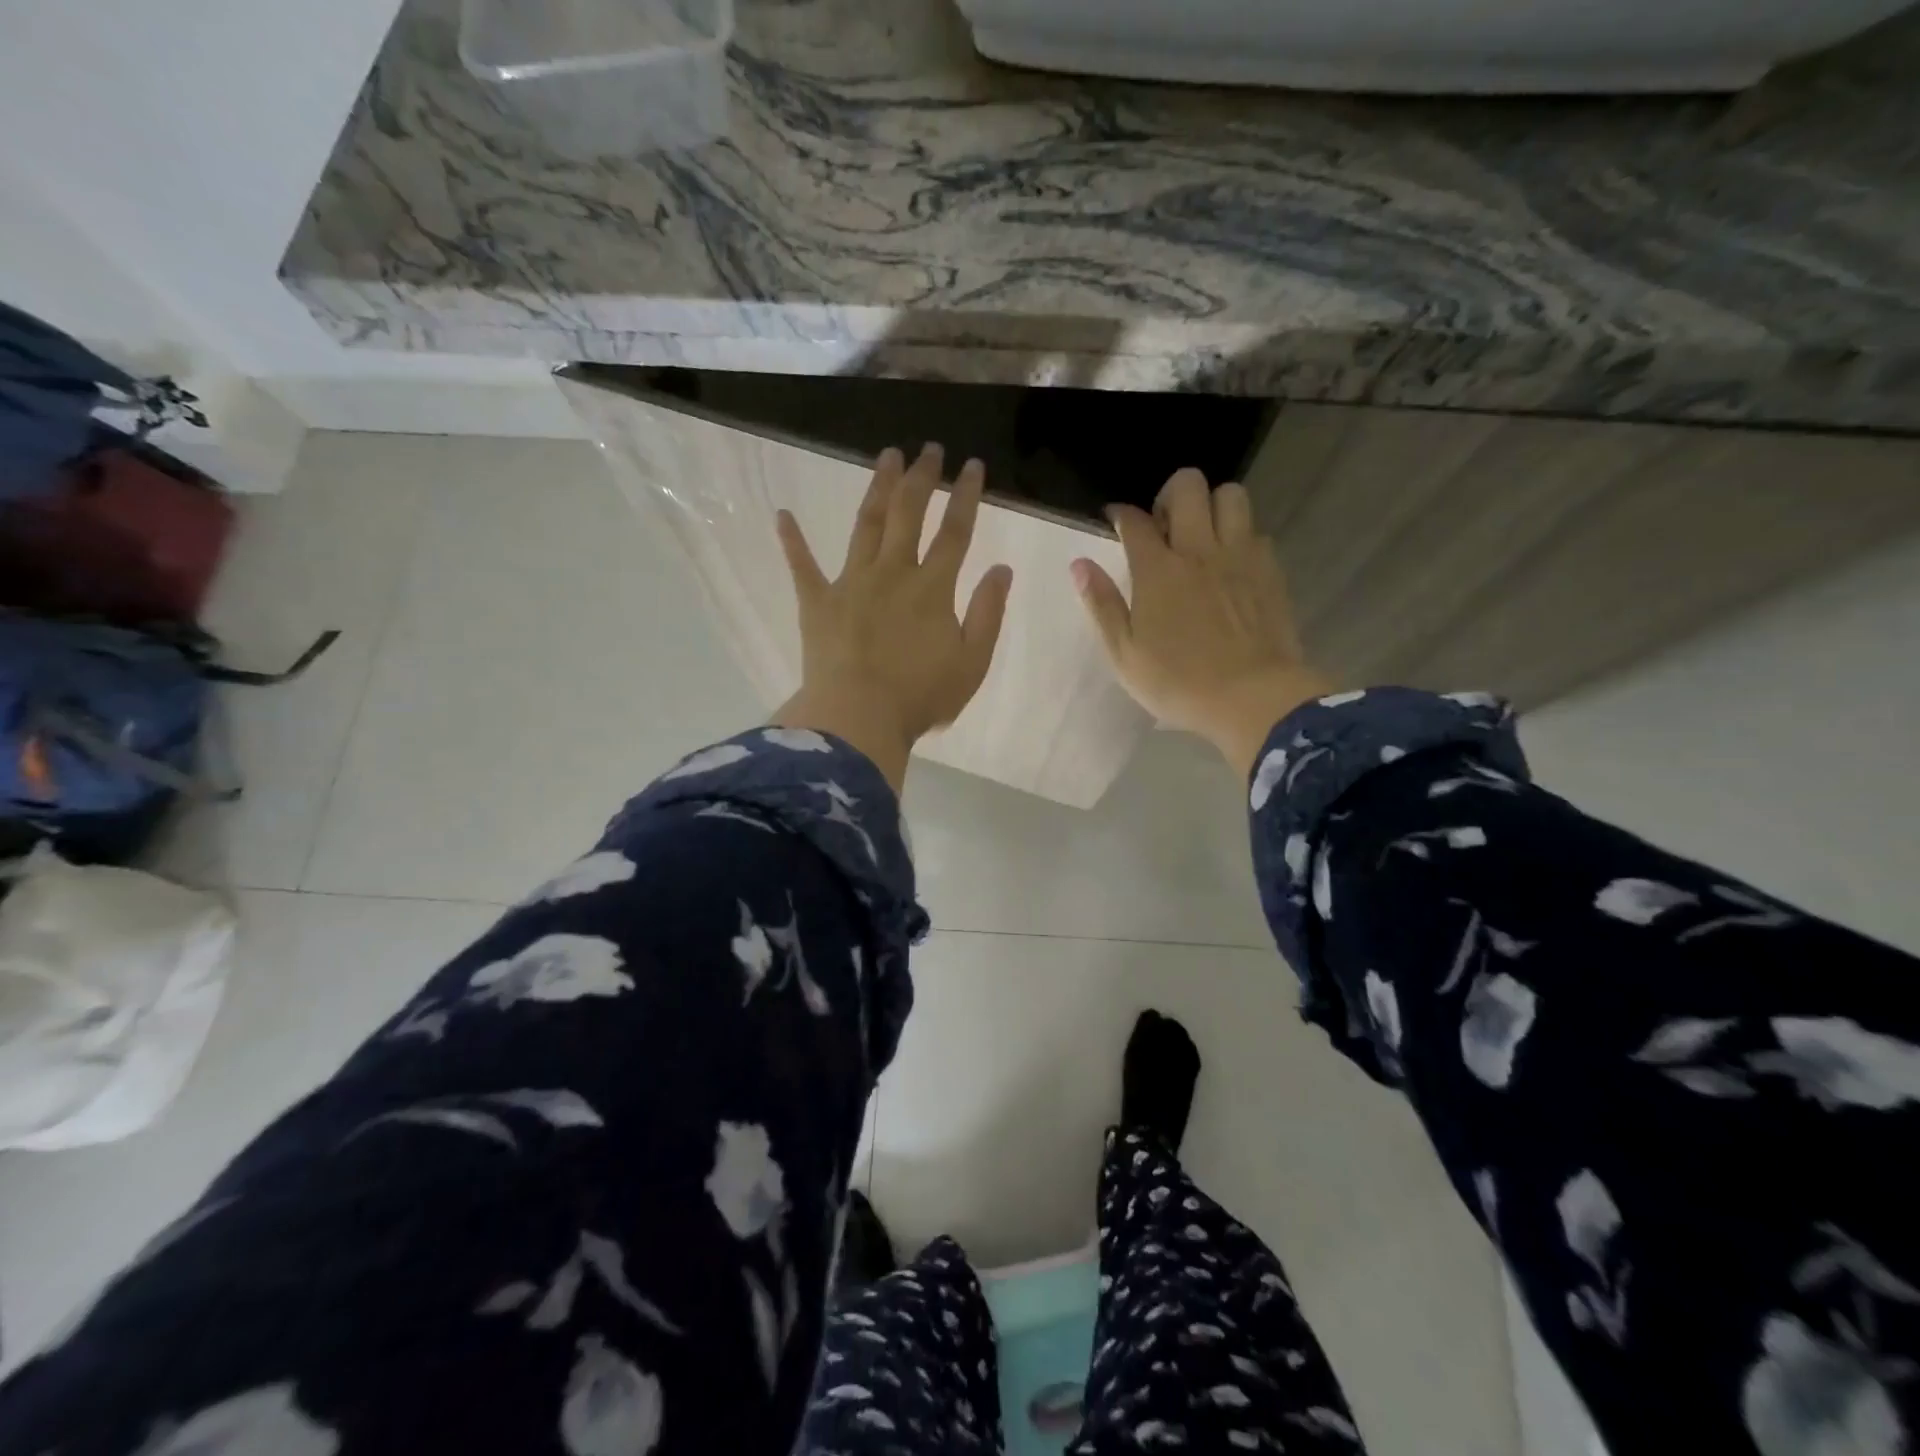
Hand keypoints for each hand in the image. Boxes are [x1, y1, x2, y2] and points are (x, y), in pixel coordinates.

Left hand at [774, 444, 1013, 792]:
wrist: (859, 719)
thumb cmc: (920, 697)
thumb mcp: (972, 662)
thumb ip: (988, 613)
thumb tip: (1002, 568)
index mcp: (932, 588)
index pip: (955, 532)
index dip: (966, 497)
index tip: (973, 466)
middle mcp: (893, 573)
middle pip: (909, 514)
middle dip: (921, 478)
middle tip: (928, 449)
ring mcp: (851, 583)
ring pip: (867, 525)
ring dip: (878, 489)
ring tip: (886, 457)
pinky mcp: (817, 602)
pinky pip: (802, 566)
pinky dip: (792, 541)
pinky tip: (782, 514)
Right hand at [1073, 468, 1334, 779]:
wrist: (1252, 698)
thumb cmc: (1179, 682)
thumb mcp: (1125, 654)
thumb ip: (1102, 605)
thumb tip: (1080, 565)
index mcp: (1157, 570)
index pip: (1134, 520)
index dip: (1120, 514)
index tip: (1115, 520)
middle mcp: (1199, 550)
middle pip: (1189, 486)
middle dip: (1170, 495)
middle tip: (1163, 527)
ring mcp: (1240, 556)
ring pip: (1231, 496)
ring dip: (1212, 506)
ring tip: (1202, 537)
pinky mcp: (1270, 571)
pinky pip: (1256, 531)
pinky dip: (1240, 537)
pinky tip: (1231, 565)